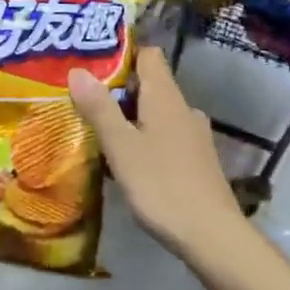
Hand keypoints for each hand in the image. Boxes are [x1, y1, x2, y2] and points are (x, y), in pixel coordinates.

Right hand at [67, 48, 248, 265]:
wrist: (211, 235)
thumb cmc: (161, 185)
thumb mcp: (121, 147)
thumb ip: (100, 108)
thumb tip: (78, 69)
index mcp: (166, 98)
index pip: (148, 56)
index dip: (122, 54)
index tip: (92, 63)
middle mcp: (184, 109)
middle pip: (151, 85)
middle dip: (119, 90)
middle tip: (83, 100)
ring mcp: (194, 136)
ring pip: (158, 114)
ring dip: (131, 118)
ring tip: (99, 131)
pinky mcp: (197, 161)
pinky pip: (166, 137)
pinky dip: (145, 139)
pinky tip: (128, 160)